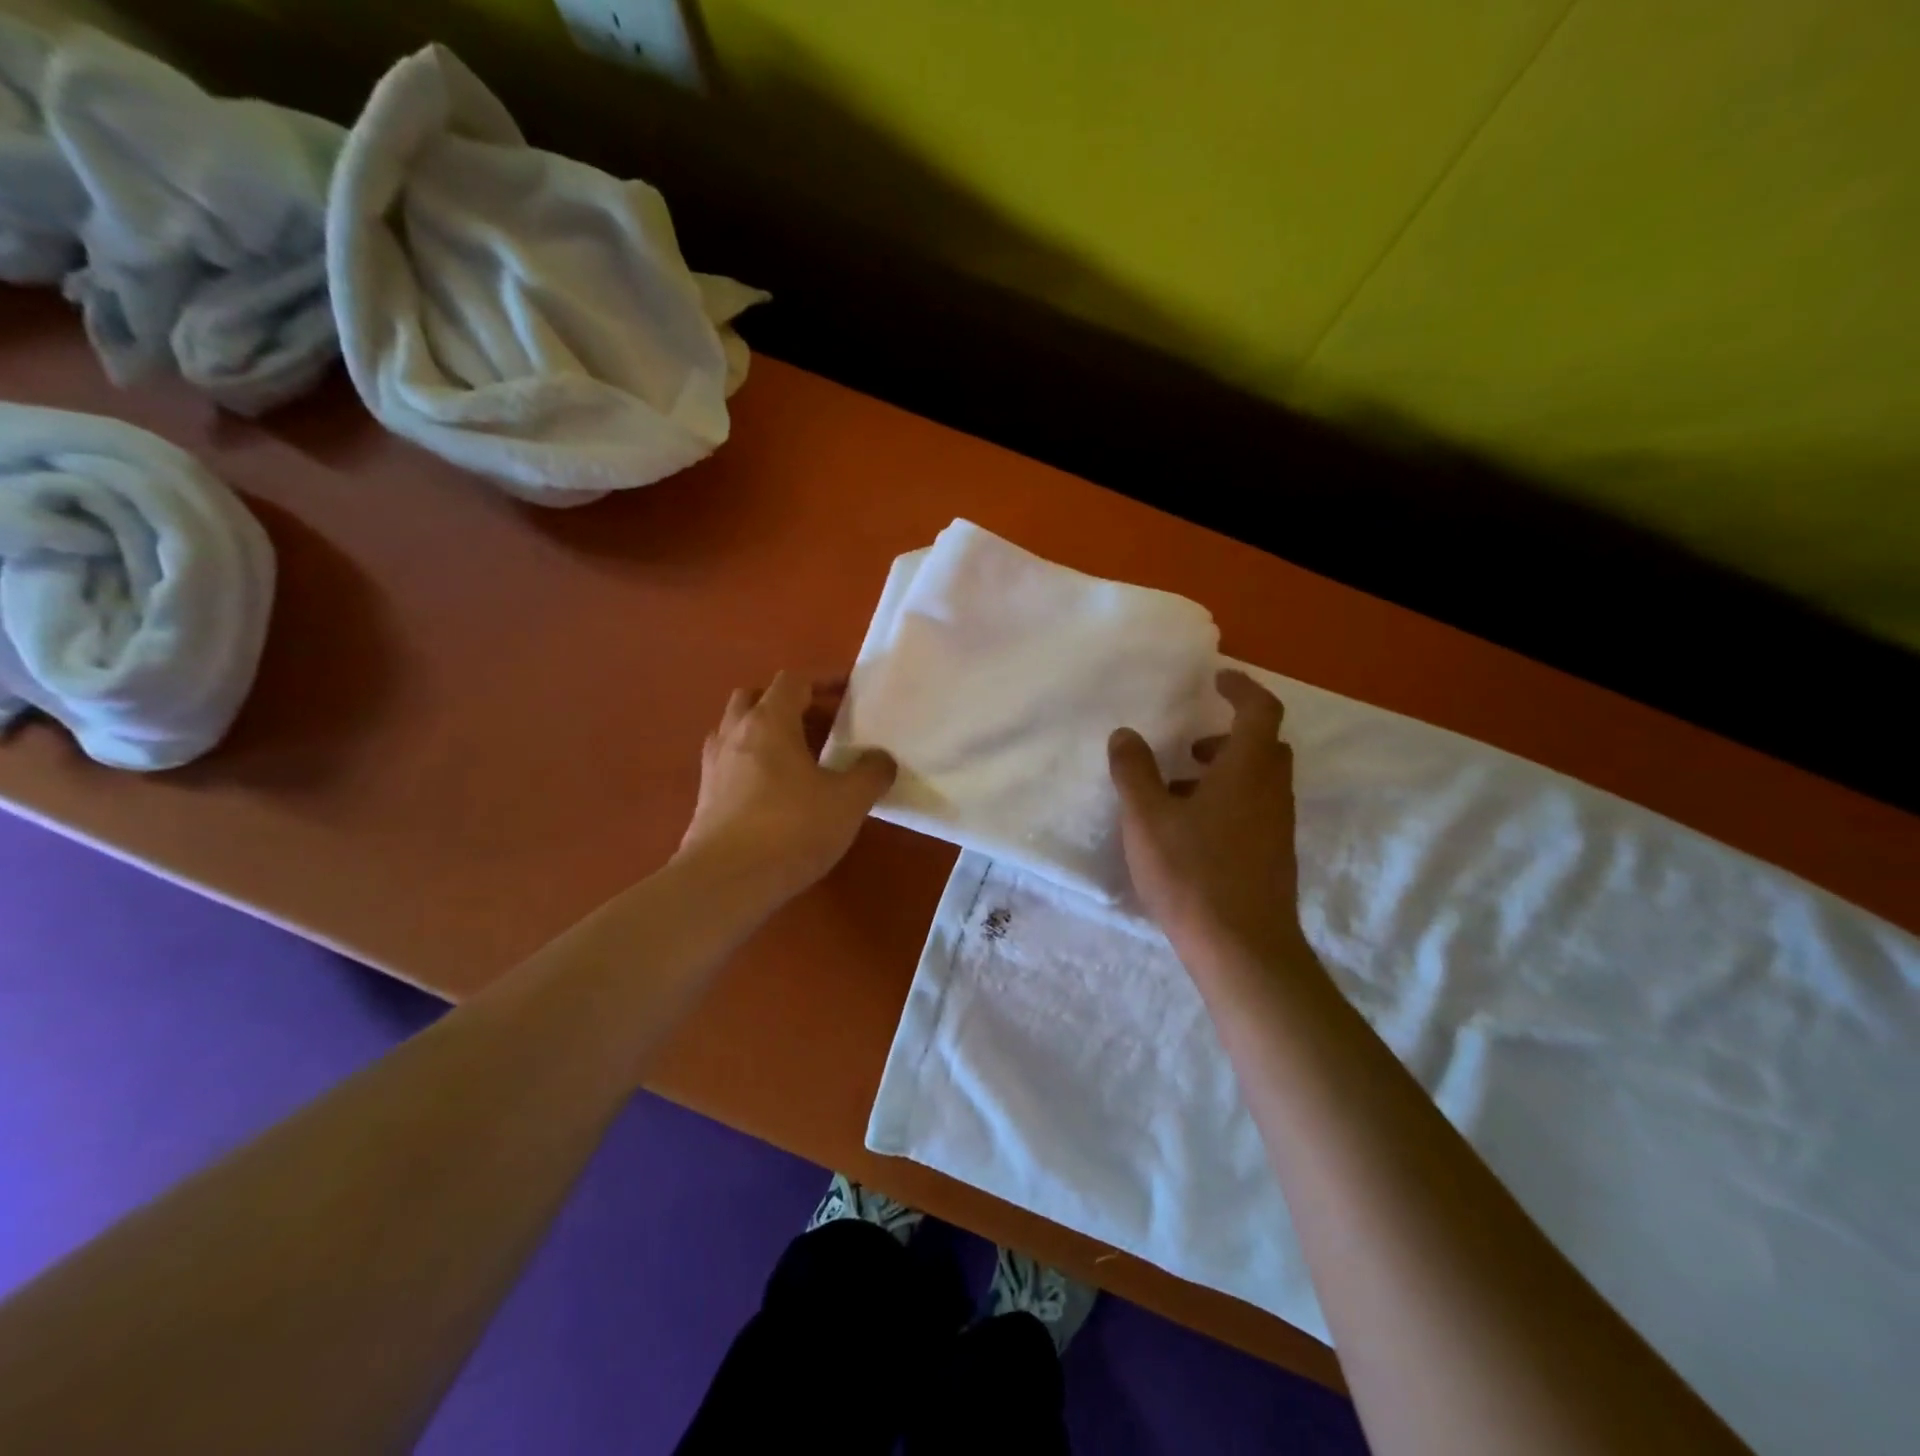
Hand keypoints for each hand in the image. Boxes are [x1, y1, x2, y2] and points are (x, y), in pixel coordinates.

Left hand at [676, 672, 895, 904]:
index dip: (823, 681)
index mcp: (769, 722)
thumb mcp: (848, 801)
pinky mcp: (705, 798)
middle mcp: (735, 734)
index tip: (850, 692)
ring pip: (737, 729)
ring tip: (798, 755)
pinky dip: (753, 762)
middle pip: (756, 697)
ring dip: (765, 731)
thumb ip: (871, 773)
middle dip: (788, 702)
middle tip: (820, 722)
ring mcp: (714, 766)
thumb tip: (881, 759)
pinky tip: (776, 790)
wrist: (726, 882)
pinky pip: (731, 762)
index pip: (793, 681)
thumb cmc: (792, 829)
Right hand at [1108, 670, 1309, 963]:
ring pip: (1258, 783)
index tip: (1217, 679)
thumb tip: (1126, 735)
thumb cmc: (1192, 873)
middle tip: (1192, 745)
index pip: (1260, 711)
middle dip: (1229, 737)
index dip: (1242, 688)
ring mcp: (1277, 828)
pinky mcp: (1273, 858)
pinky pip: (1254, 812)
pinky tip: (1190, 833)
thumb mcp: (1147, 817)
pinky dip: (1228, 804)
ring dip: (1225, 774)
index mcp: (1247, 770)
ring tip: (1177, 792)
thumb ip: (1134, 771)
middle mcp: (1272, 792)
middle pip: (1264, 747)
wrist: (1242, 949)